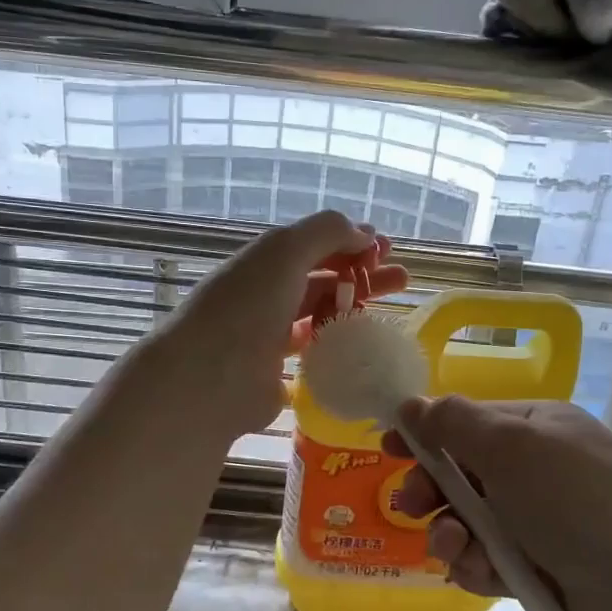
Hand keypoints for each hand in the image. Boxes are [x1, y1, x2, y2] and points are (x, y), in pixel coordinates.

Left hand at [152, 210, 408, 437]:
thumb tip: (364, 233)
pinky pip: (315, 351)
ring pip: (321, 314)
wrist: (209, 378)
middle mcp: (267, 293)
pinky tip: (363, 347)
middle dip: (363, 274)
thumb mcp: (285, 251)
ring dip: (354, 309)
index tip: (386, 249)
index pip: (315, 243)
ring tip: (391, 313)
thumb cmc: (247, 306)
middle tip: (402, 281)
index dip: (351, 241)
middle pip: (323, 278)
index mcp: (265, 260)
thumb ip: (326, 232)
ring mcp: (270, 334)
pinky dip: (338, 344)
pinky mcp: (276, 372)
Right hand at [387, 397, 611, 610]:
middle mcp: (539, 470)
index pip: (469, 420)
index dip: (427, 431)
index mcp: (539, 427)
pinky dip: (477, 566)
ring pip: (470, 521)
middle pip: (463, 472)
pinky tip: (481, 574)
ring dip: (451, 532)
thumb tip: (411, 403)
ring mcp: (542, 522)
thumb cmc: (577, 502)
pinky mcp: (541, 570)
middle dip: (432, 488)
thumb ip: (454, 423)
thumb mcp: (512, 447)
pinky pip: (488, 559)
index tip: (388, 445)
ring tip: (455, 548)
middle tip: (407, 505)